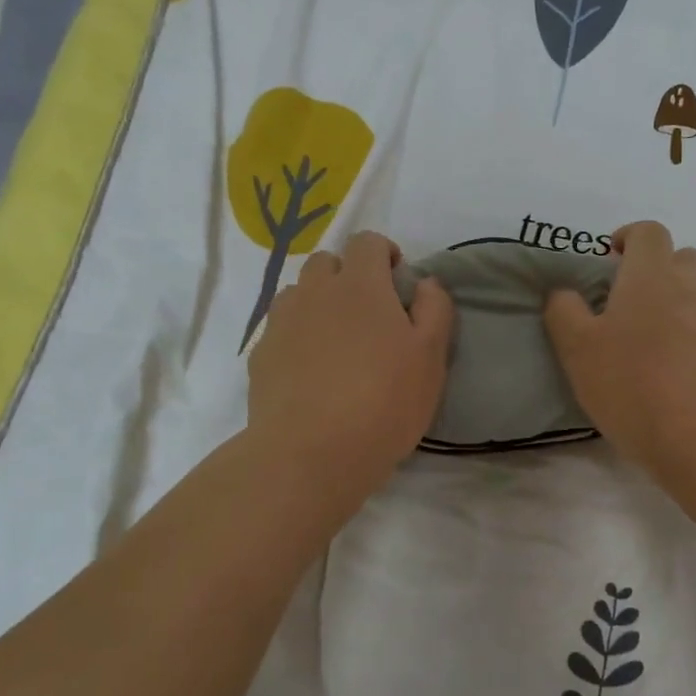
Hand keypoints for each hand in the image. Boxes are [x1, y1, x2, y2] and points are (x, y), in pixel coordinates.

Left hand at [245, 231, 453, 506]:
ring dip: (318, 303)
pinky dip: (296, 337)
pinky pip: (280, 330)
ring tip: (336, 342)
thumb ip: (434, 309)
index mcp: (360, 285)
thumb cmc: (384, 402)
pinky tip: (310, 372)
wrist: (311, 453)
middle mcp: (315, 292)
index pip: (367, 242)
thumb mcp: (431, 357)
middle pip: (326, 262)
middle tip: (368, 314)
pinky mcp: (261, 356)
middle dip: (348, 276)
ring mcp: (281, 323)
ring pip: (298, 294)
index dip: (384, 253)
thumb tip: (426, 282)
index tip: (397, 281)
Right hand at [543, 221, 695, 481]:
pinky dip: (695, 340)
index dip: (628, 237)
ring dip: (677, 306)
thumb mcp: (578, 350)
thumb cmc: (633, 385)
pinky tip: (677, 375)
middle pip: (682, 258)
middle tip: (630, 303)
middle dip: (657, 270)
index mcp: (651, 276)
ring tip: (652, 346)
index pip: (648, 232)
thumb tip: (564, 293)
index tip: (610, 260)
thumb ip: (564, 312)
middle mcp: (692, 288)